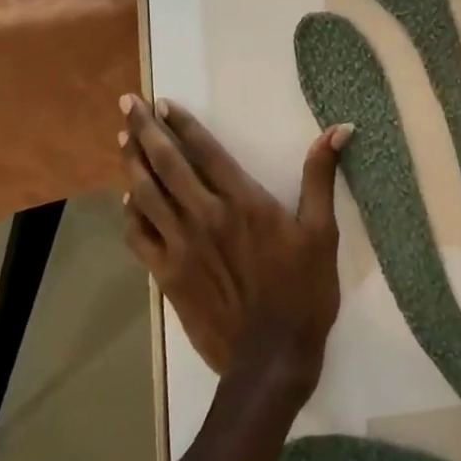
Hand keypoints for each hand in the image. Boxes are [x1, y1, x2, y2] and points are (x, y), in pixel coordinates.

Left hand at [119, 95, 352, 392]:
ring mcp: (181, 247)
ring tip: (122, 139)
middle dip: (145, 131)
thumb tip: (339, 128)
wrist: (270, 357)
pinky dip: (130, 215)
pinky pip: (139, 237)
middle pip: (167, 165)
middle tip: (128, 104)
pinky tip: (128, 201)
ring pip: (146, 196)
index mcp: (243, 202)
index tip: (163, 103)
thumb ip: (321, 177)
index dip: (183, 125)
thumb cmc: (304, 291)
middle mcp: (205, 216)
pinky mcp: (167, 275)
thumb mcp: (322, 232)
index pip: (205, 152)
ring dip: (132, 164)